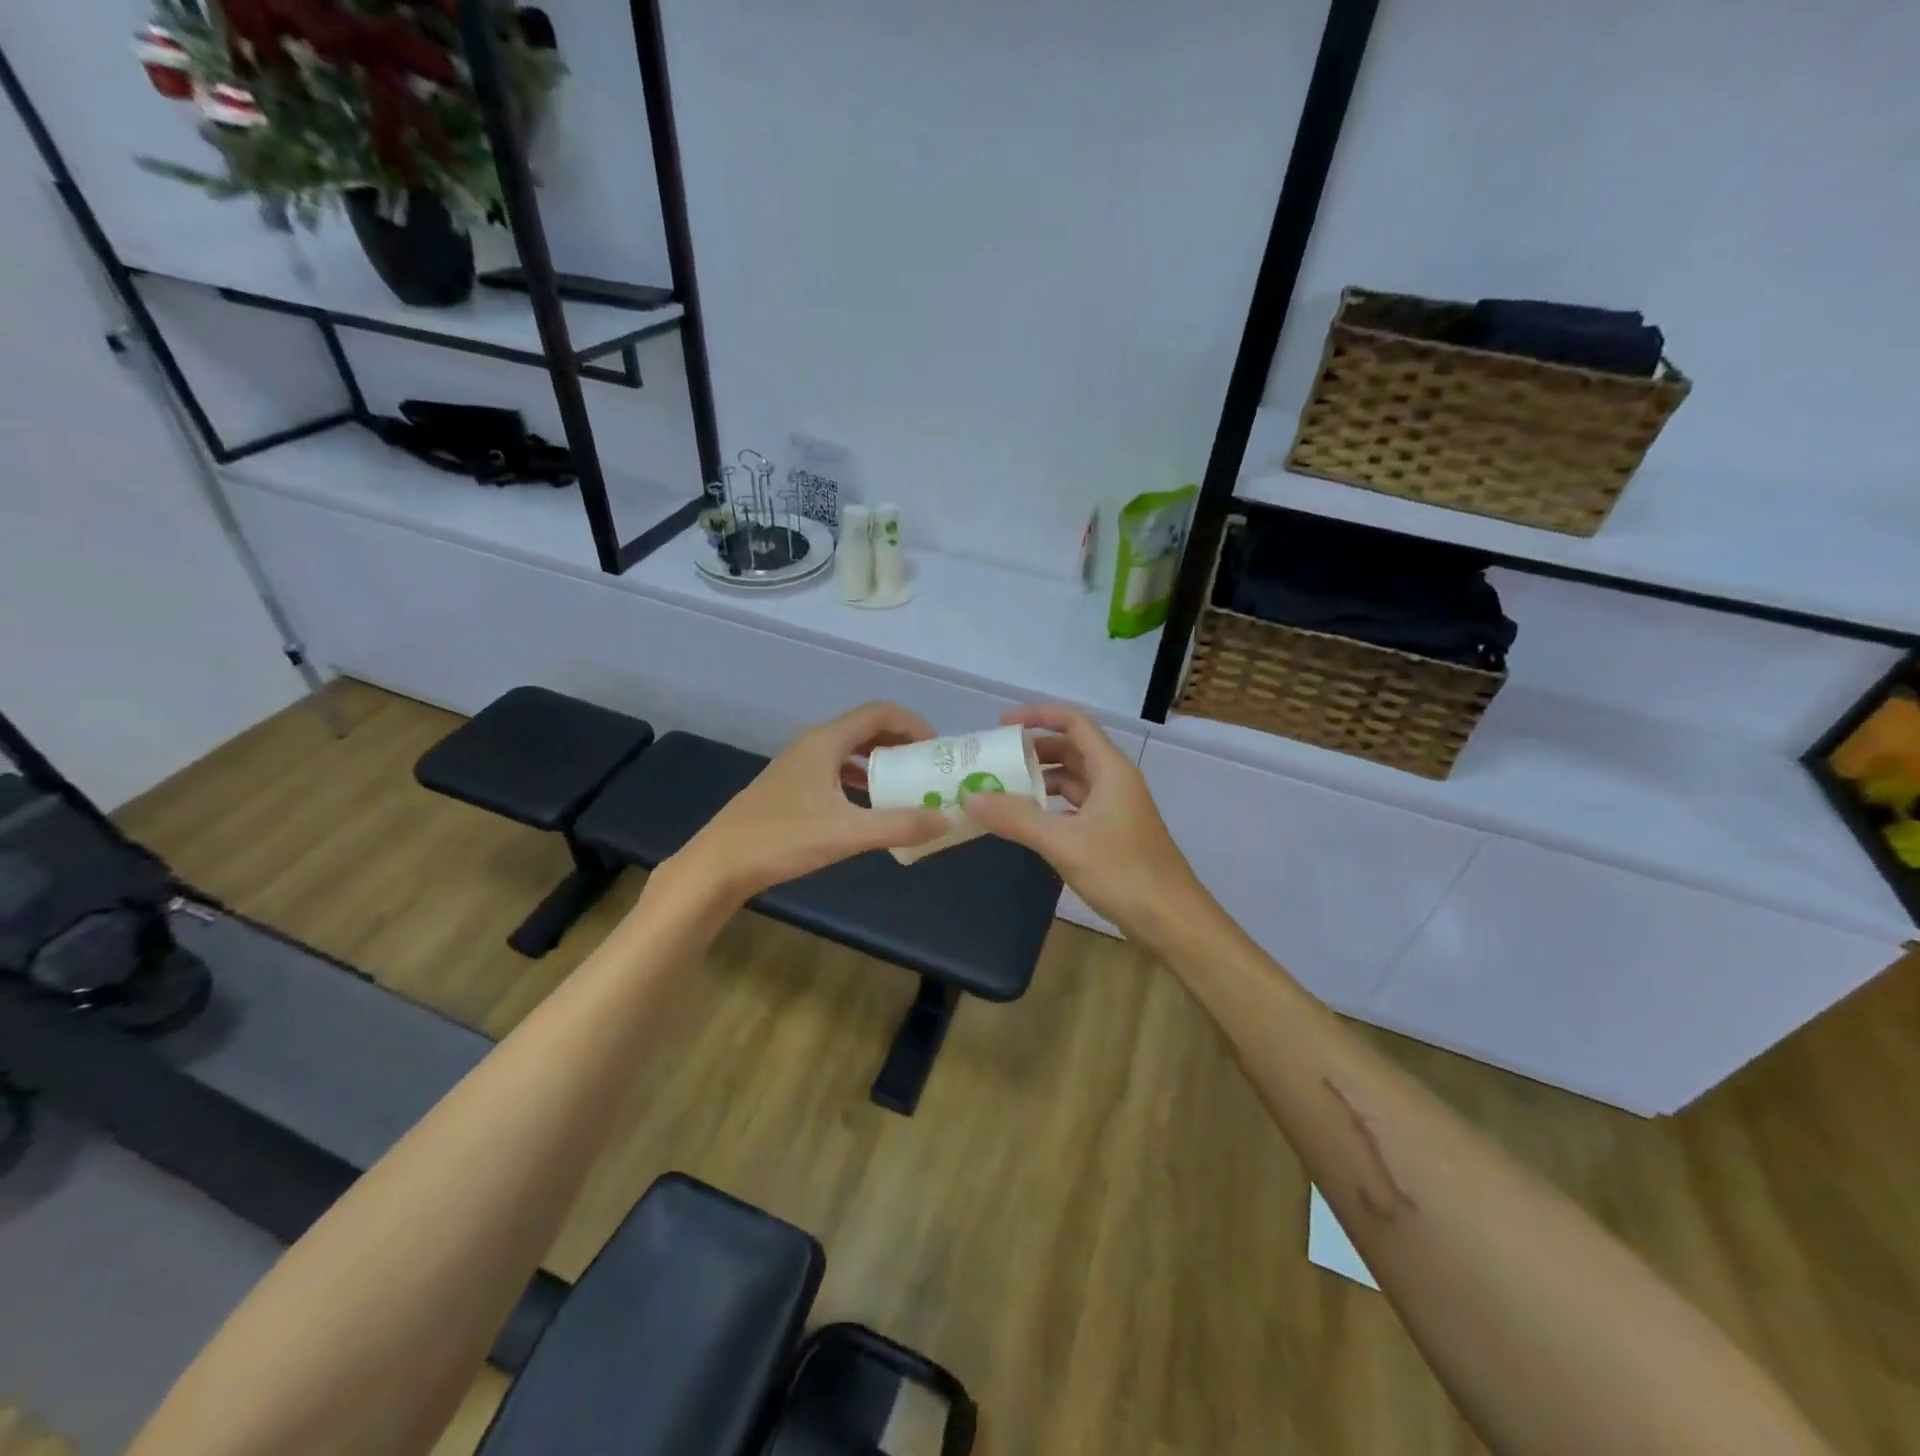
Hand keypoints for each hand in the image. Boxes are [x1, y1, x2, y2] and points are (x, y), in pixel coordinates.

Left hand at [672, 702, 948, 904]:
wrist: (719, 864)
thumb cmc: (782, 840)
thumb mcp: (847, 834)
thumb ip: (899, 825)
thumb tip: (945, 818)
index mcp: (825, 742)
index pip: (880, 713)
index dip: (914, 724)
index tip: (938, 748)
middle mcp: (813, 745)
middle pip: (867, 729)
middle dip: (901, 743)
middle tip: (928, 767)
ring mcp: (799, 766)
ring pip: (850, 752)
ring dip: (882, 763)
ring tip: (908, 786)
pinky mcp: (791, 788)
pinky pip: (837, 772)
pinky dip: (861, 781)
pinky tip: (871, 808)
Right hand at [960, 704, 1203, 940]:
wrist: (1171, 920)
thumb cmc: (1123, 872)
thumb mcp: (1064, 842)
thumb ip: (1017, 818)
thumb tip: (970, 797)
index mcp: (1110, 769)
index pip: (1074, 723)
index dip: (1038, 716)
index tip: (1002, 724)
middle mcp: (1115, 781)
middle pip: (1071, 750)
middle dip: (1033, 751)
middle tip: (995, 760)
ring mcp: (1115, 808)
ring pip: (1073, 780)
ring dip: (1040, 781)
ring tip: (1002, 790)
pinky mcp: (1112, 833)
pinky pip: (1075, 806)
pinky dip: (1050, 807)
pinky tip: (1027, 821)